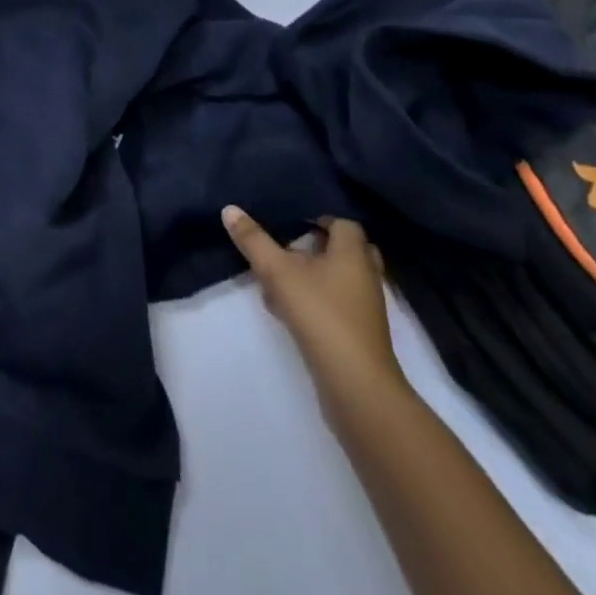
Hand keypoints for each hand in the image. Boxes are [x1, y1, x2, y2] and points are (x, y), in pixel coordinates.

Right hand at [222, 208, 405, 414]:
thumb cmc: (321, 315)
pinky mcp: (360, 334)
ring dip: (314, 276)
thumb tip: (229, 209)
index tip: (291, 223)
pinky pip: (338, 304)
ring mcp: (366, 307)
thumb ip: (253, 240)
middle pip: (346, 250)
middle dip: (318, 247)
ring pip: (340, 279)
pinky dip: (317, 301)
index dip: (320, 219)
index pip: (344, 223)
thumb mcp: (278, 272)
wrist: (355, 386)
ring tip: (280, 279)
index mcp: (353, 253)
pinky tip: (287, 311)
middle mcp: (365, 275)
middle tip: (289, 247)